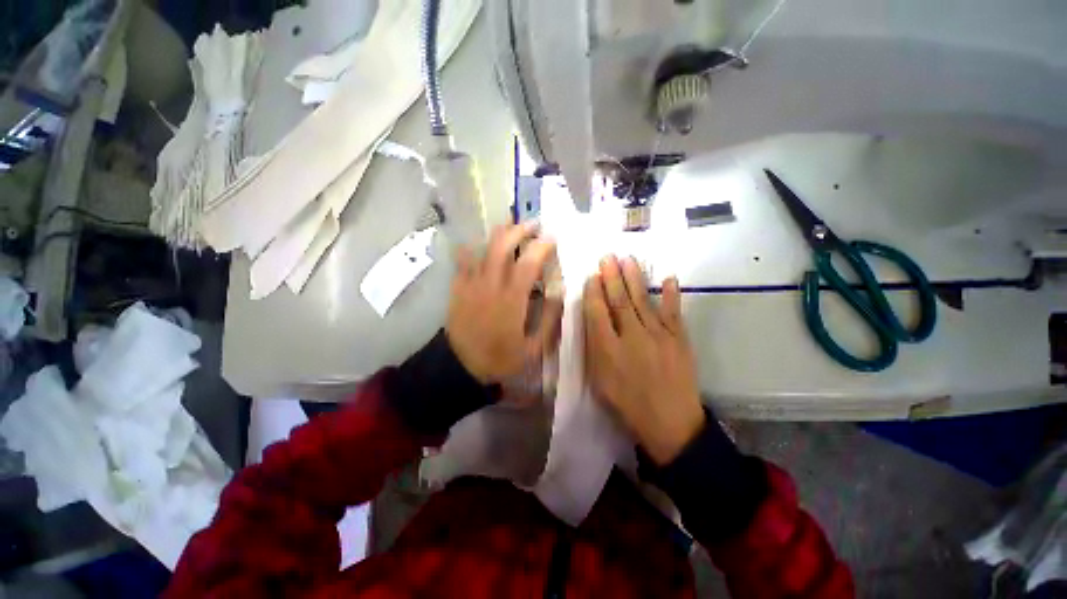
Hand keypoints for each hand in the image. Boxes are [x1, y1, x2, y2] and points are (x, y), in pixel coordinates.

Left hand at [447, 223, 562, 384]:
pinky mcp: (458, 288)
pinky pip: (462, 261)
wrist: (460, 367)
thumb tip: (560, 292)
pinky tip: (477, 244)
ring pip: (483, 248)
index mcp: (512, 299)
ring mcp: (471, 284)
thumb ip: (549, 319)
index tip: (552, 238)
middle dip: (519, 230)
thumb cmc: (500, 358)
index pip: (529, 263)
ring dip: (498, 233)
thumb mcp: (533, 348)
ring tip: (510, 225)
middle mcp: (491, 285)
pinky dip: (471, 248)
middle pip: (503, 246)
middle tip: (533, 225)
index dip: (542, 246)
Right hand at [583, 256, 705, 464]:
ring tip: (628, 259)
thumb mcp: (600, 383)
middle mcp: (632, 337)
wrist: (671, 425)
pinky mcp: (680, 340)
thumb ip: (595, 350)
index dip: (593, 292)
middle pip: (619, 301)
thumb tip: (592, 322)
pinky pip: (674, 312)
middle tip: (607, 257)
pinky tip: (669, 278)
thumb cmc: (628, 405)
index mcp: (608, 350)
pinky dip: (672, 295)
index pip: (597, 312)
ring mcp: (659, 336)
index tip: (592, 276)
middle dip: (611, 277)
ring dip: (634, 278)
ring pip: (643, 301)